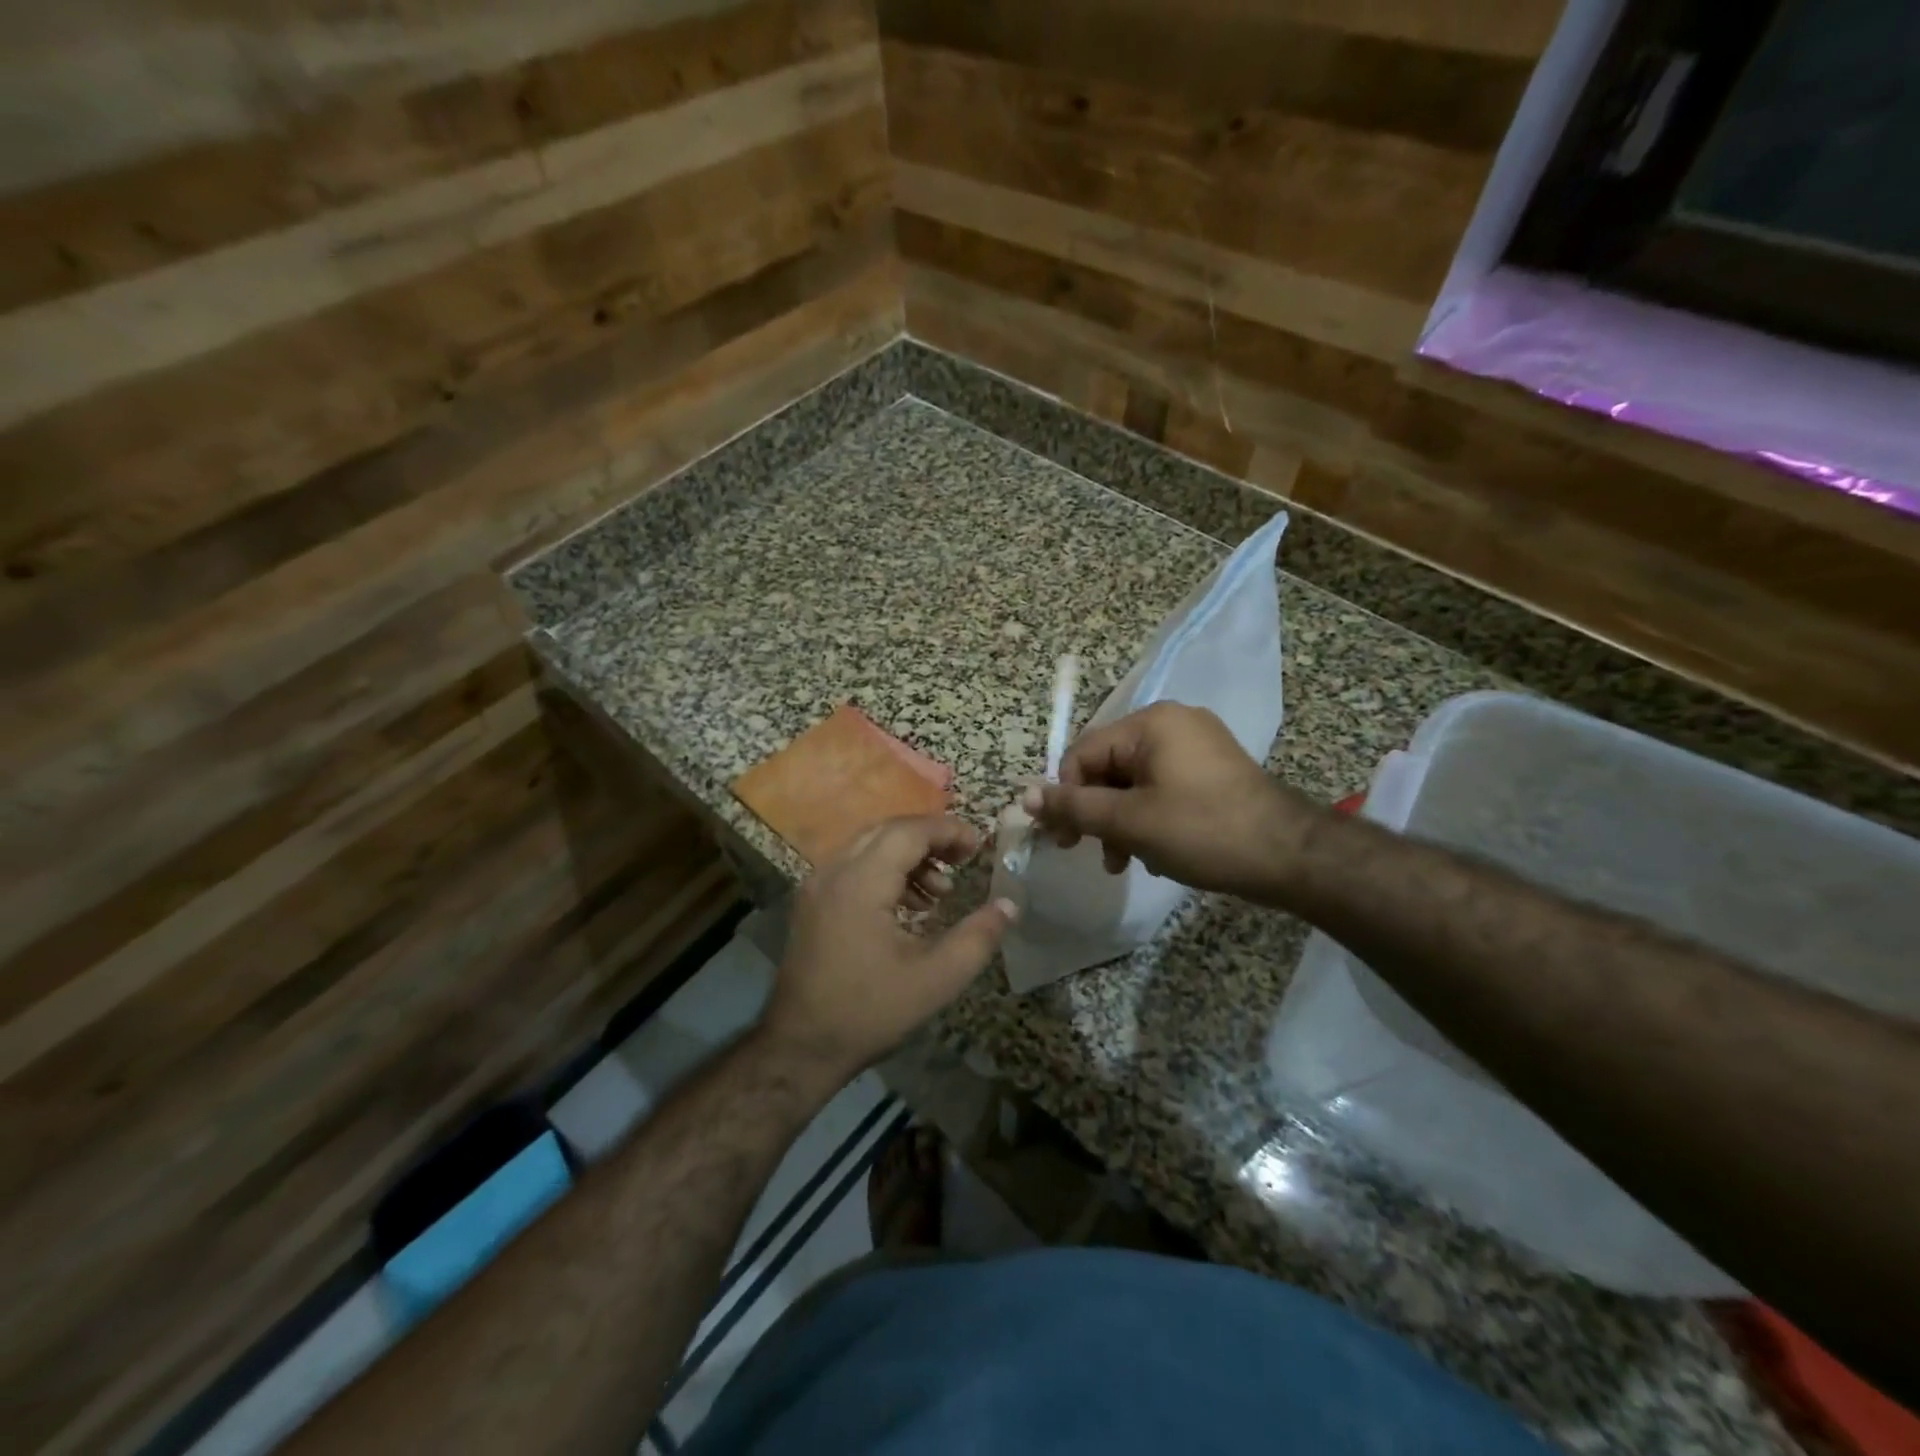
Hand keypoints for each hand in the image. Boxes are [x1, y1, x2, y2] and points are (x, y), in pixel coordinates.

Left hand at [762, 816, 1015, 1080]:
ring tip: (940, 893)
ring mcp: (817, 886)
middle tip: (963, 860)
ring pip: (869, 847)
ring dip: (908, 857)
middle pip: (888, 832)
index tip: (978, 846)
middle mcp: (833, 872)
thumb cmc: (870, 1011)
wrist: (799, 1047)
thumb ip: (977, 938)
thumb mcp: (936, 979)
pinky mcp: (812, 904)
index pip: (909, 832)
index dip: (948, 831)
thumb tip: (1008, 906)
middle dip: (930, 839)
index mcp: (861, 882)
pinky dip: (885, 872)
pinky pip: (853, 868)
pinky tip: (908, 908)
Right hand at [1025, 703, 1321, 900]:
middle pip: (1108, 766)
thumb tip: (1025, 796)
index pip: (1084, 753)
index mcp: (1151, 724)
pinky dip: (1148, 817)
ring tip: (1123, 863)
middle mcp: (1172, 723)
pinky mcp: (1213, 770)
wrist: (1290, 855)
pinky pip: (1162, 787)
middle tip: (1090, 854)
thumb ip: (1074, 807)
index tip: (1063, 841)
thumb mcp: (1129, 821)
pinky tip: (1152, 853)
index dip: (1066, 797)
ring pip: (1134, 781)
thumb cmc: (1202, 830)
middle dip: (1095, 813)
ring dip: (1120, 822)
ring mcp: (1197, 745)